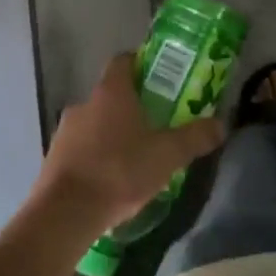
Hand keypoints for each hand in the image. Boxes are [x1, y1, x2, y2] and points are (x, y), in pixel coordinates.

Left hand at [34, 53, 225, 237]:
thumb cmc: (119, 171)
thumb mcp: (167, 155)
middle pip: (111, 94)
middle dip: (132, 106)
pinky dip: (97, 156)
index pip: (124, 61)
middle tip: (157, 123)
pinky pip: (81, 148)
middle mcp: (84, 104)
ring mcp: (65, 132)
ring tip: (135, 156)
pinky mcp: (53, 159)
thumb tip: (221, 125)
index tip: (160, 77)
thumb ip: (195, 137)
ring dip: (113, 133)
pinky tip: (112, 179)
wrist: (64, 214)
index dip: (142, 64)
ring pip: (95, 123)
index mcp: (111, 93)